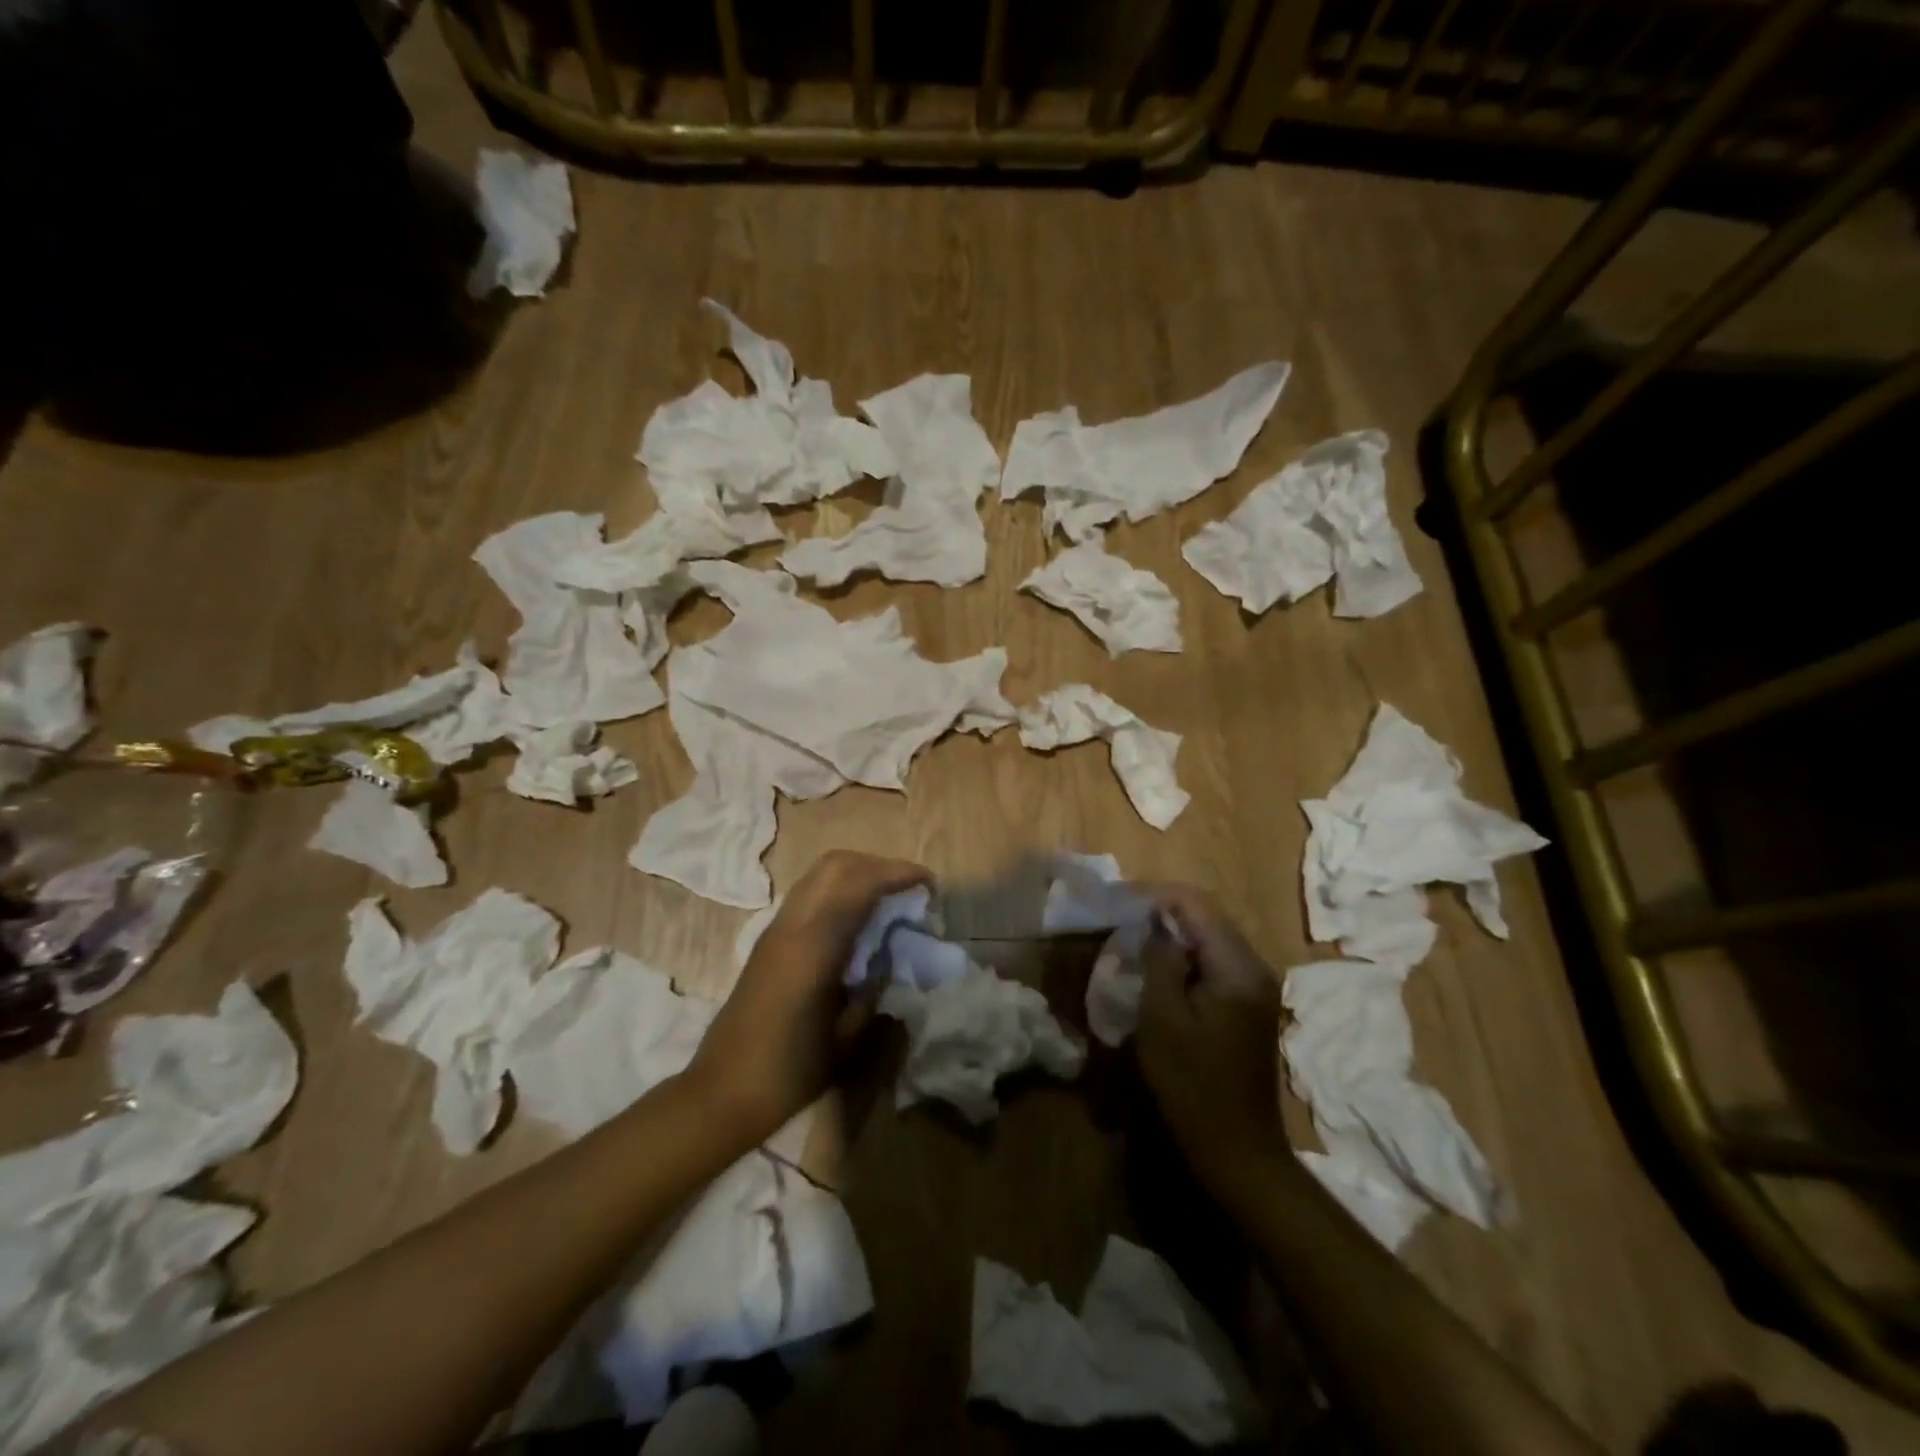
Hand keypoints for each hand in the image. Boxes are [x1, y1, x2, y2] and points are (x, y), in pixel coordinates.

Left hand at [687, 849, 930, 1146]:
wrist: (721, 1093)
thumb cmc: (790, 1073)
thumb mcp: (847, 1039)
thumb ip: (874, 987)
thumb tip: (891, 955)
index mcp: (814, 947)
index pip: (860, 884)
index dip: (898, 874)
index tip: (929, 883)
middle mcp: (792, 925)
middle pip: (836, 864)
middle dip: (878, 865)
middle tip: (909, 887)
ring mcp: (776, 929)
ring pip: (819, 874)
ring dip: (858, 873)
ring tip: (889, 898)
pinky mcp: (769, 940)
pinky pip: (810, 894)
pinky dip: (840, 890)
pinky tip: (858, 919)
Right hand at [1135, 886, 1288, 1201]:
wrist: (1237, 1150)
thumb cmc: (1193, 1086)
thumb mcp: (1163, 1020)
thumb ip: (1160, 961)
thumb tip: (1156, 922)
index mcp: (1238, 968)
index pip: (1198, 906)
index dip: (1157, 896)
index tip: (1120, 901)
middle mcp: (1256, 968)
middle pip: (1208, 918)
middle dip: (1165, 912)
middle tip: (1122, 919)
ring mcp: (1256, 987)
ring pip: (1211, 939)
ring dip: (1174, 935)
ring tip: (1135, 940)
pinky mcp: (1249, 1004)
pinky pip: (1215, 962)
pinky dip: (1186, 957)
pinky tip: (1160, 970)